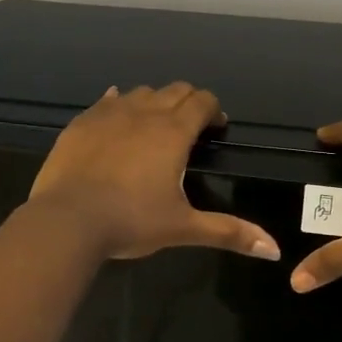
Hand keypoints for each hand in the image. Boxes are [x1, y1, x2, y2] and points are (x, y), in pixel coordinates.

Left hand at [28, 83, 281, 262]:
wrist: (67, 220)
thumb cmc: (131, 221)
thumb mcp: (183, 227)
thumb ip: (229, 232)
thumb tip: (274, 250)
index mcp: (173, 132)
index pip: (202, 102)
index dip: (213, 110)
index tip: (216, 128)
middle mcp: (144, 113)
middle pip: (175, 90)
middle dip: (188, 102)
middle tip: (191, 127)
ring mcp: (110, 114)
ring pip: (141, 92)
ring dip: (155, 102)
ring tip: (154, 126)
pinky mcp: (82, 122)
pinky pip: (107, 101)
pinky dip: (119, 103)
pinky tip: (117, 113)